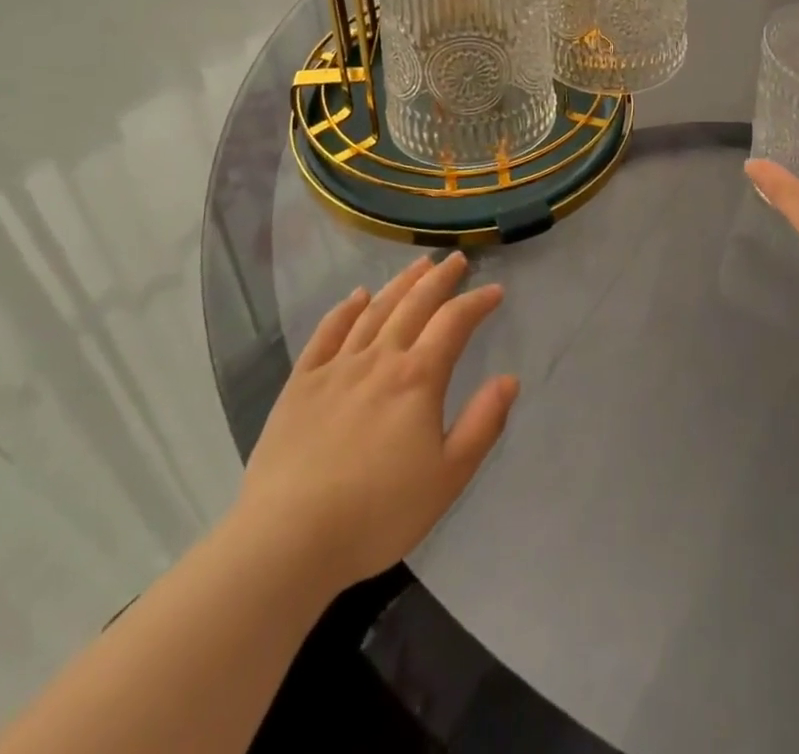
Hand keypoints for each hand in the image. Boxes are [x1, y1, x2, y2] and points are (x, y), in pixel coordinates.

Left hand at [234, 253, 518, 591]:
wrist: (288, 540)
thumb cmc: (378, 513)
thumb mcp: (448, 477)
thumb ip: (483, 424)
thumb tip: (509, 380)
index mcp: (418, 378)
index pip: (454, 323)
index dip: (477, 302)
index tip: (495, 290)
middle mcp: (380, 359)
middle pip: (414, 305)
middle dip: (439, 278)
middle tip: (455, 259)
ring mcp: (336, 368)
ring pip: (374, 311)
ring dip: (399, 284)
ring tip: (417, 264)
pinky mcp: (301, 384)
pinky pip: (326, 333)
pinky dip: (345, 310)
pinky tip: (356, 297)